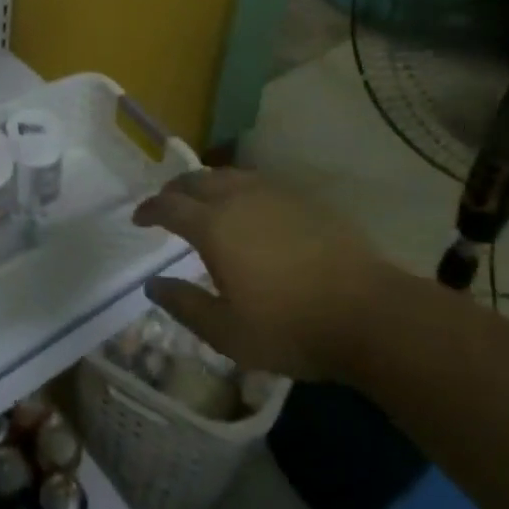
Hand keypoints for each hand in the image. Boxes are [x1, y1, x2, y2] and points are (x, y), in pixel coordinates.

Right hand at [132, 168, 393, 379]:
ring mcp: (274, 194)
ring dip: (206, 184)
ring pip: (228, 176)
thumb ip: (184, 305)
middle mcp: (238, 198)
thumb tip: (152, 284)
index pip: (169, 205)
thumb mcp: (227, 332)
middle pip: (196, 181)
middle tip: (166, 205)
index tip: (139, 219)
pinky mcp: (304, 200)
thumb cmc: (290, 328)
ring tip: (203, 201)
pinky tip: (248, 209)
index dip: (149, 210)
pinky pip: (258, 183)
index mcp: (213, 226)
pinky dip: (239, 189)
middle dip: (175, 190)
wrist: (370, 313)